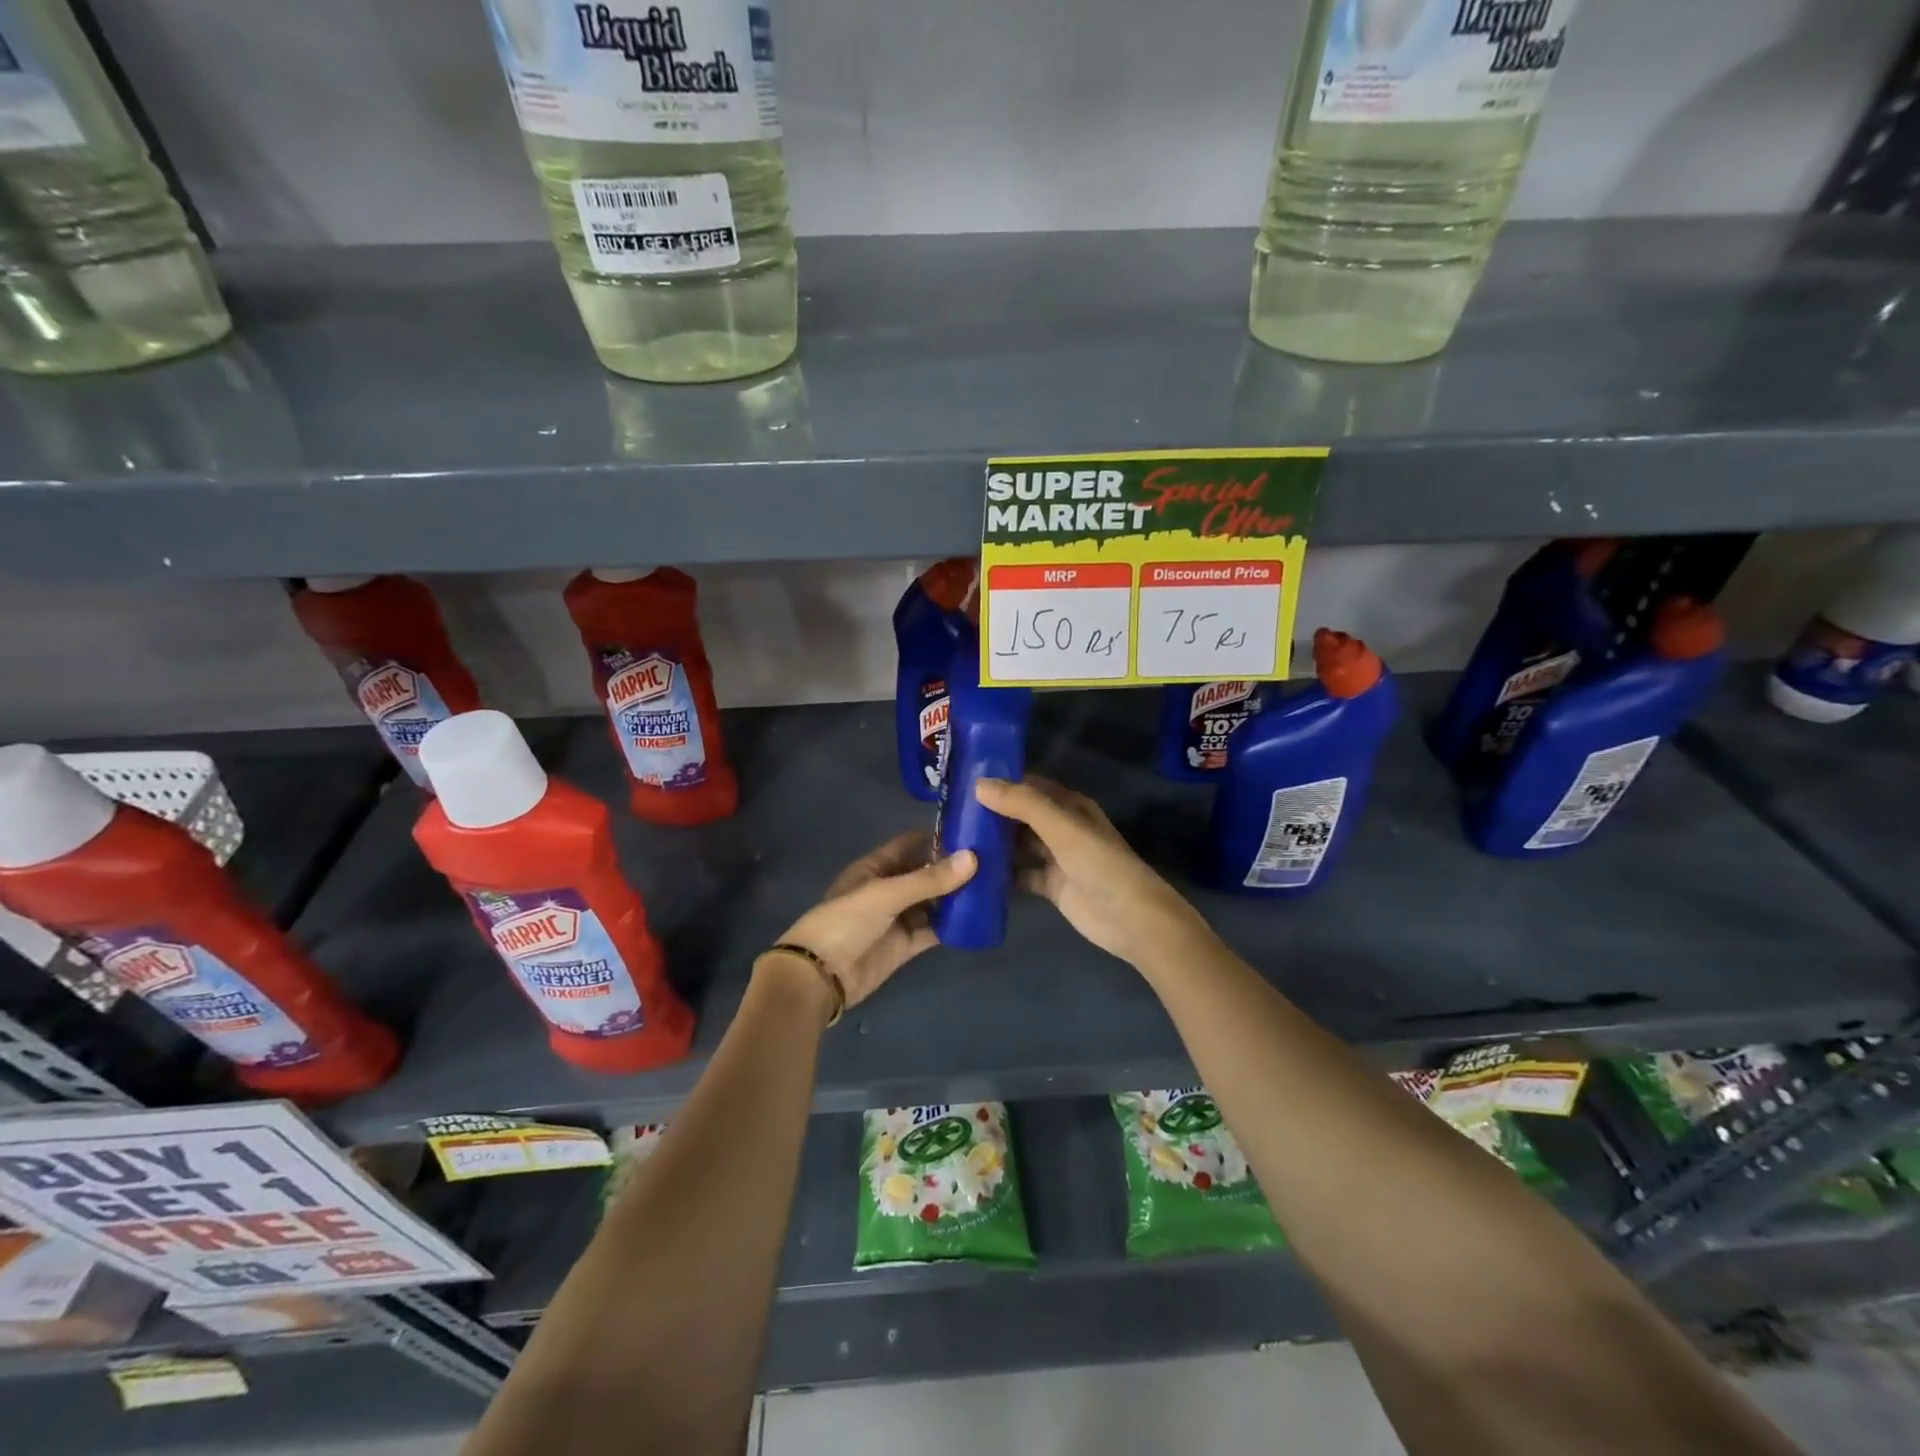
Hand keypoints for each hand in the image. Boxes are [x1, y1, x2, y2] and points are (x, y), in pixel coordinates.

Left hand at [766, 833, 975, 1011]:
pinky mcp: (905, 945)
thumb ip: (929, 879)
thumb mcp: (886, 894)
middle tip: (992, 861)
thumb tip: (973, 858)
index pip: (911, 844)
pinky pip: (932, 929)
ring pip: (932, 902)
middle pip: (925, 874)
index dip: (938, 837)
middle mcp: (888, 889)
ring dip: (955, 897)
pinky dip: (951, 925)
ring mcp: (897, 918)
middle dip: (953, 869)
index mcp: (875, 867)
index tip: (972, 832)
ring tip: (991, 887)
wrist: (820, 975)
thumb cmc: (846, 922)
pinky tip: (976, 918)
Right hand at [975, 775, 1209, 966]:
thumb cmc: (1100, 865)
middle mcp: (1061, 827)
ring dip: (993, 843)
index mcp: (1069, 806)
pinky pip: (1019, 874)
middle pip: (1020, 815)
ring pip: (1017, 844)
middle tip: (950, 812)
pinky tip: (972, 873)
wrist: (1131, 919)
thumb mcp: (1062, 828)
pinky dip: (1000, 874)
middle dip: (990, 813)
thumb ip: (1023, 805)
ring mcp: (1055, 858)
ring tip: (953, 839)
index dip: (1000, 782)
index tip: (962, 780)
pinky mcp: (1050, 885)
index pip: (1028, 786)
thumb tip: (979, 784)